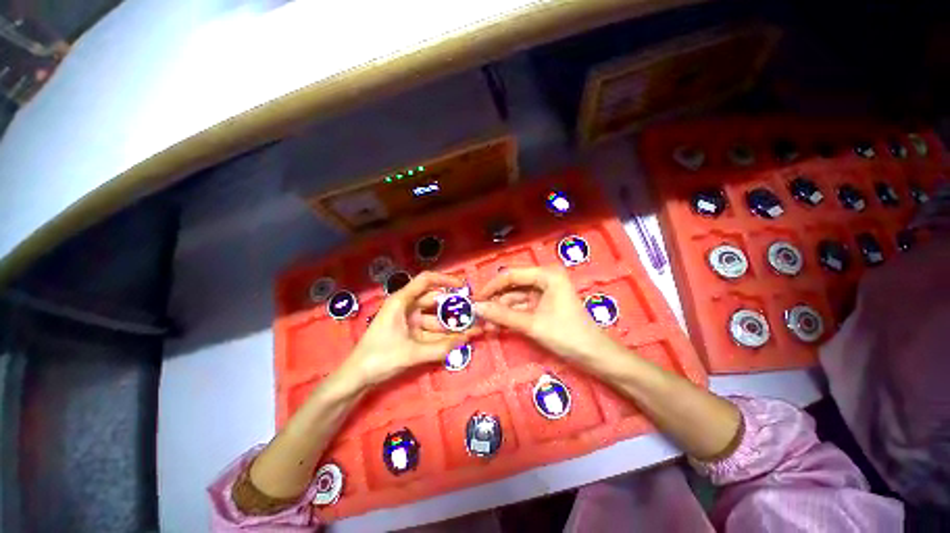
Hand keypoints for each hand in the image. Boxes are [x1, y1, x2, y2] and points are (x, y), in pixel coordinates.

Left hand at [339, 272, 477, 388]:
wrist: (356, 378)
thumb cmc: (379, 358)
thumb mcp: (412, 353)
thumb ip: (441, 347)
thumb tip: (468, 339)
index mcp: (401, 301)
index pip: (426, 280)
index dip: (446, 279)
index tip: (464, 286)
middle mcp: (407, 307)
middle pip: (435, 301)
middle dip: (454, 307)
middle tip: (474, 312)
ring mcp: (409, 321)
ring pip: (435, 318)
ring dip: (451, 324)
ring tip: (472, 329)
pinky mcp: (411, 333)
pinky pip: (431, 331)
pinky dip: (444, 335)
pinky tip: (459, 339)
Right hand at [474, 267, 616, 367]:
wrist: (596, 356)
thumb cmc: (567, 335)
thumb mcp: (531, 324)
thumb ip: (502, 315)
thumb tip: (475, 308)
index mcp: (546, 274)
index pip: (510, 275)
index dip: (491, 287)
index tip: (475, 300)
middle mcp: (544, 279)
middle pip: (512, 287)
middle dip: (495, 302)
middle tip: (477, 315)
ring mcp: (544, 293)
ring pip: (515, 299)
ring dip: (500, 312)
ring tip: (485, 326)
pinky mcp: (543, 306)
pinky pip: (521, 308)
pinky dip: (510, 317)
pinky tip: (497, 327)